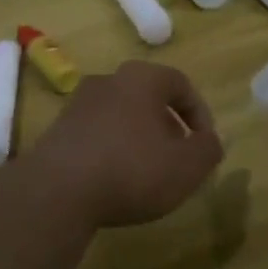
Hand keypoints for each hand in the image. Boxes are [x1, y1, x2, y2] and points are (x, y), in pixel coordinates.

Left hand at [21, 61, 223, 229]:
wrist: (57, 190)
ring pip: (121, 114)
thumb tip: (210, 141)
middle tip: (178, 157)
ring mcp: (79, 103)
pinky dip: (112, 148)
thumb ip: (208, 150)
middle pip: (148, 96)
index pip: (180, 83)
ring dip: (139, 137)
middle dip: (168, 125)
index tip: (205, 144)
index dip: (200, 113)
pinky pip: (97, 132)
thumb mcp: (187, 167)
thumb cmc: (131, 169)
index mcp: (141, 78)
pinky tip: (114, 179)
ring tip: (148, 172)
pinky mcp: (59, 128)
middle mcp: (108, 80)